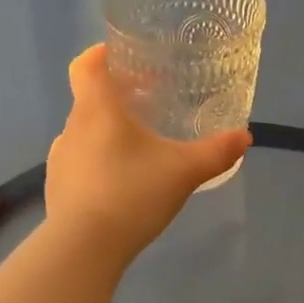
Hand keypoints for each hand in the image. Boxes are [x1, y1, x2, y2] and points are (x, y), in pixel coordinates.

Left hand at [44, 44, 250, 263]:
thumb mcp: (184, 171)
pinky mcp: (58, 188)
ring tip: (138, 147)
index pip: (86, 65)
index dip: (101, 54)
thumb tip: (245, 136)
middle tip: (148, 102)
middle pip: (89, 99)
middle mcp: (72, 127)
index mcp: (97, 109)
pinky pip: (79, 163)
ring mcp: (60, 160)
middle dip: (117, 97)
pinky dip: (97, 162)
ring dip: (107, 132)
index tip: (124, 56)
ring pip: (84, 133)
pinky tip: (121, 183)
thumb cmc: (132, 193)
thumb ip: (216, 152)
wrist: (84, 248)